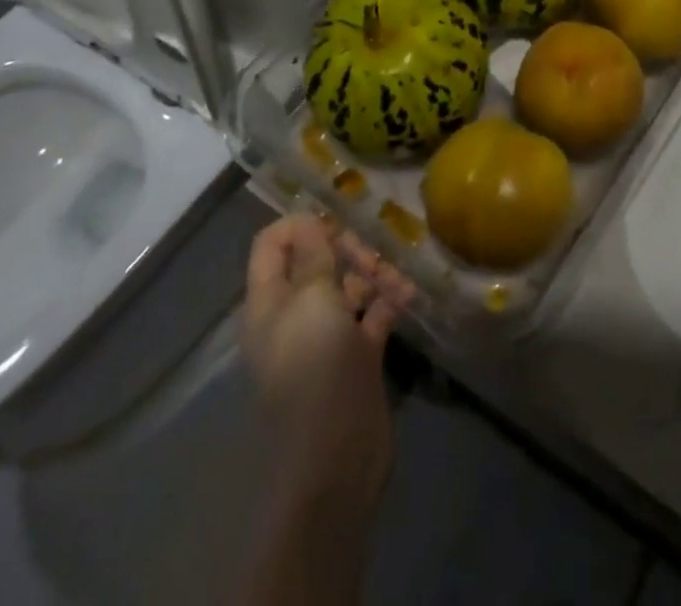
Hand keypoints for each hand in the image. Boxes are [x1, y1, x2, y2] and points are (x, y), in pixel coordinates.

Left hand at [243, 216, 411, 511]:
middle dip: (347, 249)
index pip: (272, 244)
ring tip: (399, 281)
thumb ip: (313, 256)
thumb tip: (308, 220)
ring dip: (375, 273)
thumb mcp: (312, 301)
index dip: (301, 225)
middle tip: (373, 257)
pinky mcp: (356, 355)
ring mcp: (327, 335)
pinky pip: (373, 313)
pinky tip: (409, 296)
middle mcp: (295, 313)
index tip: (336, 220)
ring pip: (349, 285)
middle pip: (317, 260)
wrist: (336, 459)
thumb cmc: (315, 369)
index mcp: (271, 300)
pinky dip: (390, 300)